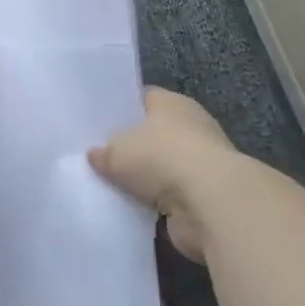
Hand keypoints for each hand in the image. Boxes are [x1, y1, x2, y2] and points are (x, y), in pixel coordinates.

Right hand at [89, 88, 238, 263]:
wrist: (210, 204)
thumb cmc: (161, 157)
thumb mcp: (117, 151)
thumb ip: (103, 152)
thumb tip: (95, 156)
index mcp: (172, 103)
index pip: (142, 98)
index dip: (120, 108)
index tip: (97, 121)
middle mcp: (190, 127)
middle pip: (152, 134)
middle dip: (130, 146)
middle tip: (97, 155)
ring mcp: (201, 163)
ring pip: (161, 168)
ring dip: (144, 179)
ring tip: (109, 184)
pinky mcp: (204, 196)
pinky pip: (169, 196)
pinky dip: (154, 203)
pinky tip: (129, 206)